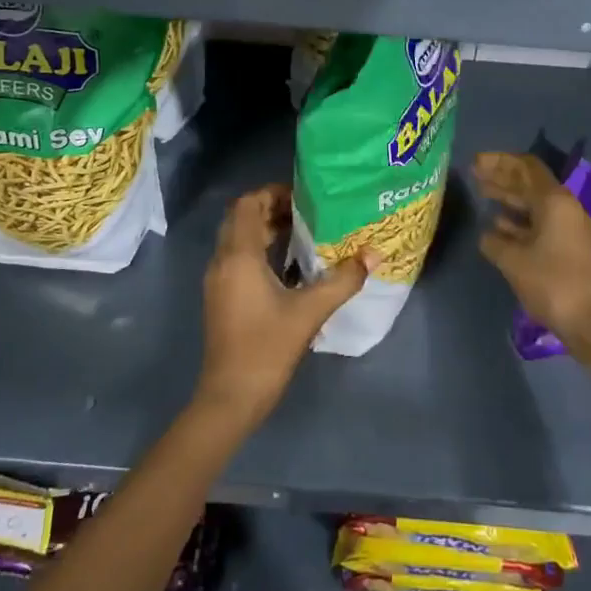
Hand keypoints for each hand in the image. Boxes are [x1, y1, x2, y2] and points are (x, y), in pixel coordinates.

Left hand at [193, 184, 371, 426]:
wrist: (230, 397)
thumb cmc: (266, 348)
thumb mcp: (310, 312)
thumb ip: (342, 280)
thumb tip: (373, 254)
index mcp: (239, 255)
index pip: (248, 204)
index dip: (272, 192)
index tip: (304, 196)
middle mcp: (222, 261)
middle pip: (242, 218)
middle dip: (271, 208)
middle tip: (308, 211)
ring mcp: (218, 280)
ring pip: (238, 238)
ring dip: (266, 229)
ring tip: (303, 232)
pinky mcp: (220, 297)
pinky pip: (237, 258)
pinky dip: (259, 250)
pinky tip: (289, 266)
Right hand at [473, 152, 590, 379]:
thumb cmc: (552, 283)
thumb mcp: (514, 261)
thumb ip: (495, 242)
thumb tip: (487, 235)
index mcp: (554, 202)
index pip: (526, 167)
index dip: (500, 161)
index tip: (476, 162)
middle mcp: (565, 209)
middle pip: (531, 183)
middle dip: (502, 177)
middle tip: (475, 174)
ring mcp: (571, 229)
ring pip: (535, 205)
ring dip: (510, 199)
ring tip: (484, 196)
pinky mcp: (572, 249)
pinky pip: (541, 224)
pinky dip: (520, 221)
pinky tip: (500, 228)